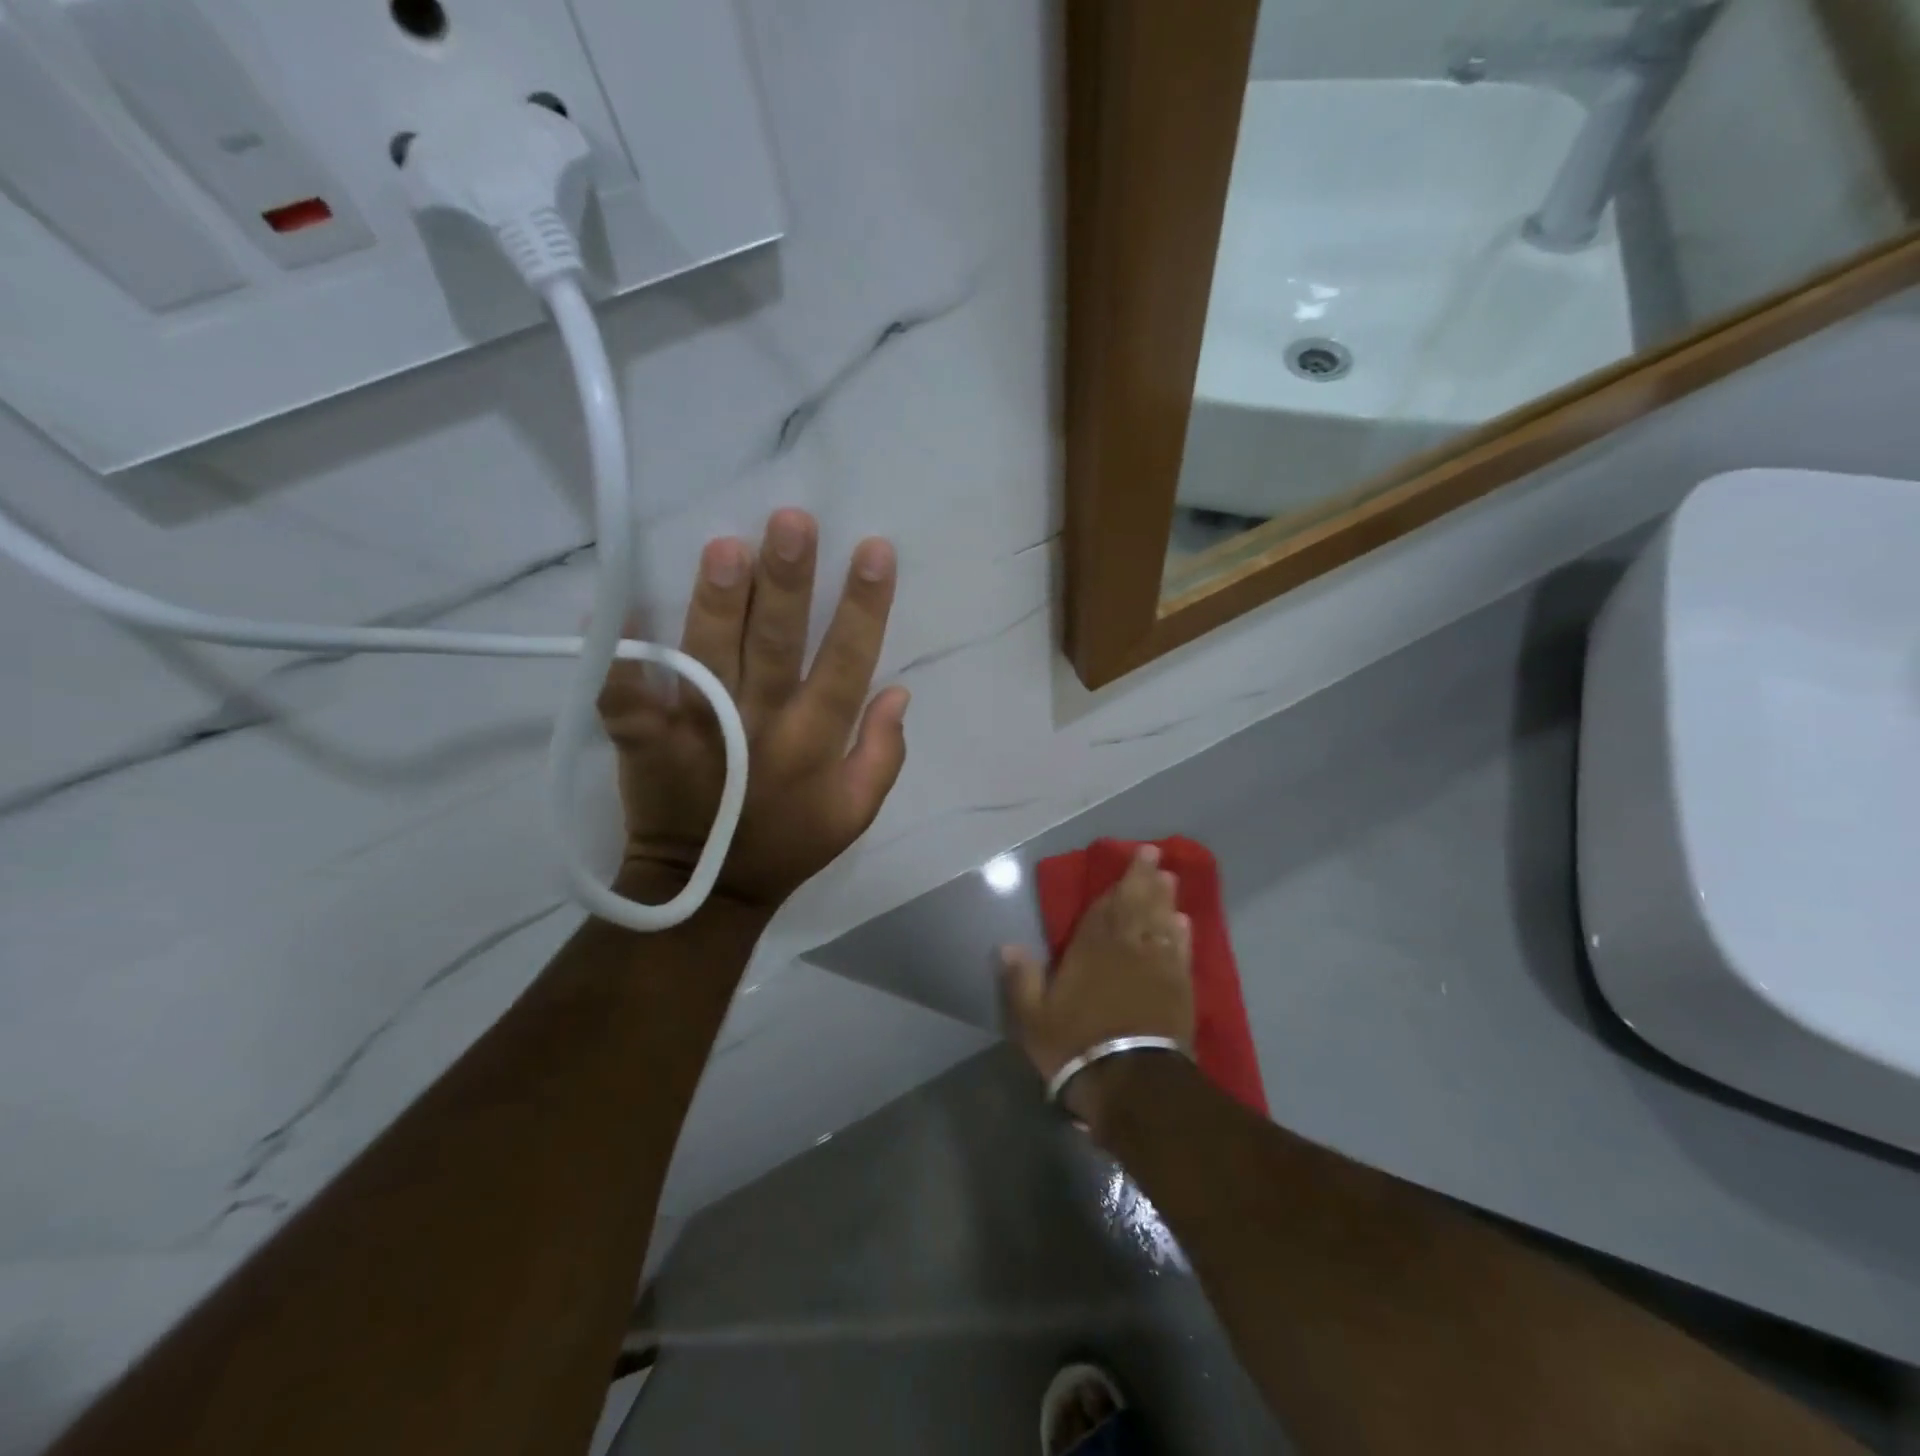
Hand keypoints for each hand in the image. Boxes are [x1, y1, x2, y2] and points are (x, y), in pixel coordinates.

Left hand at [597, 508, 909, 911]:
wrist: (708, 888)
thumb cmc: (789, 844)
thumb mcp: (857, 812)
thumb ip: (883, 753)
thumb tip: (898, 690)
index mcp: (815, 741)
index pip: (848, 662)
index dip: (865, 607)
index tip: (874, 550)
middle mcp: (761, 726)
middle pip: (776, 645)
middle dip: (786, 583)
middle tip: (791, 522)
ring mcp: (699, 731)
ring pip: (710, 657)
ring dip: (716, 603)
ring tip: (724, 548)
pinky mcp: (644, 742)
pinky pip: (625, 696)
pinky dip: (616, 657)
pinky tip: (610, 607)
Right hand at [998, 846, 1194, 1131]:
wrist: (1131, 1082)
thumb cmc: (1076, 1045)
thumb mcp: (1032, 1017)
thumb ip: (1020, 979)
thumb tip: (1006, 945)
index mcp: (1091, 948)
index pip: (1104, 907)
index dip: (1118, 882)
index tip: (1131, 858)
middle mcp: (1126, 948)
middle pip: (1137, 906)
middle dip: (1145, 879)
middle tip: (1155, 855)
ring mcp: (1157, 967)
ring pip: (1161, 922)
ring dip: (1165, 899)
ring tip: (1170, 879)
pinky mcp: (1179, 989)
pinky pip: (1180, 951)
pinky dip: (1183, 934)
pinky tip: (1185, 922)